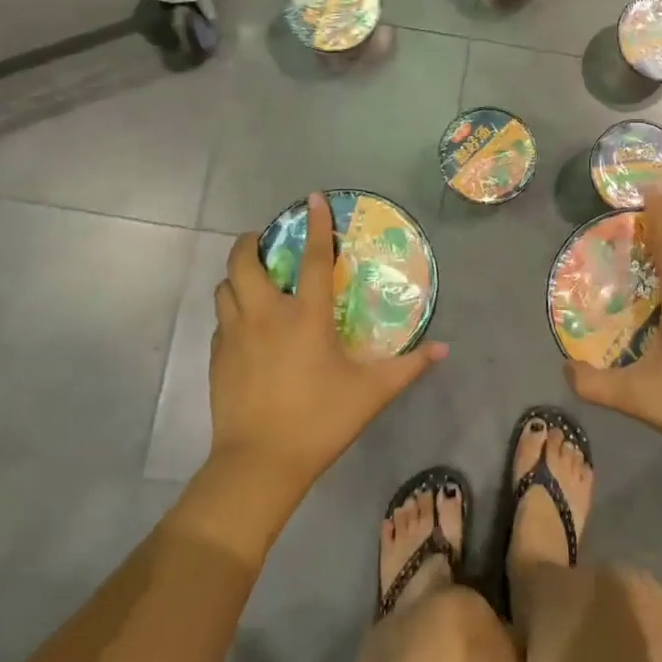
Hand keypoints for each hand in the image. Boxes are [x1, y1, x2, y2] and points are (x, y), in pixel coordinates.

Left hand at [210, 194, 446, 492]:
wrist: (259, 463)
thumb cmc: (320, 420)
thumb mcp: (372, 393)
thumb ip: (409, 367)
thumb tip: (443, 349)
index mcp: (306, 316)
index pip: (314, 258)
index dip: (317, 224)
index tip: (313, 198)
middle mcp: (266, 315)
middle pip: (244, 261)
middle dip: (251, 242)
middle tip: (266, 242)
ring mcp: (235, 335)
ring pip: (225, 287)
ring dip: (237, 275)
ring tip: (254, 280)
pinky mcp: (217, 357)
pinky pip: (220, 319)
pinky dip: (231, 310)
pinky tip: (245, 326)